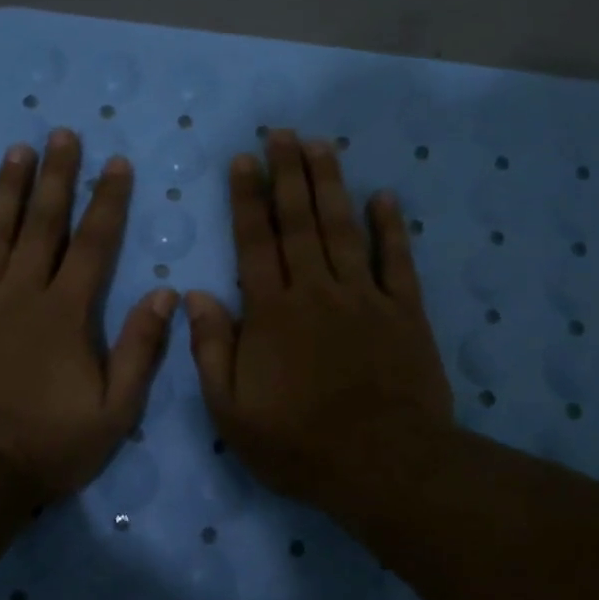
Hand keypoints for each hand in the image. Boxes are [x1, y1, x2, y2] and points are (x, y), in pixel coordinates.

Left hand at [0, 129, 177, 503]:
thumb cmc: (47, 446)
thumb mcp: (114, 410)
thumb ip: (140, 349)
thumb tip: (165, 295)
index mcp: (65, 313)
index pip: (93, 244)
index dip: (107, 201)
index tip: (115, 163)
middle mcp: (19, 295)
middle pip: (42, 226)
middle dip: (56, 178)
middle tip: (61, 135)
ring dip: (5, 192)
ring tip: (16, 151)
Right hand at [185, 129, 455, 519]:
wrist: (384, 466)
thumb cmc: (300, 445)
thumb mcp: (232, 413)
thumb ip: (212, 350)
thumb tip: (194, 295)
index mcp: (272, 313)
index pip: (255, 242)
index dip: (247, 198)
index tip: (244, 158)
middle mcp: (316, 291)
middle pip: (299, 222)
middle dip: (288, 173)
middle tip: (283, 132)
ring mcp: (364, 297)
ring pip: (343, 229)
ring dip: (330, 184)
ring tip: (321, 145)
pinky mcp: (404, 312)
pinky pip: (397, 260)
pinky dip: (391, 227)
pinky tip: (384, 196)